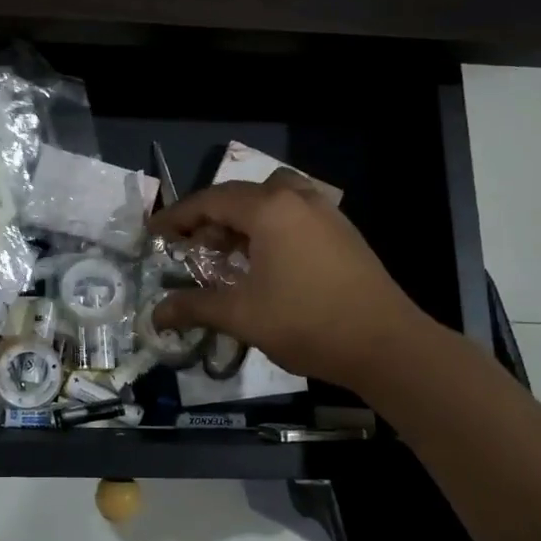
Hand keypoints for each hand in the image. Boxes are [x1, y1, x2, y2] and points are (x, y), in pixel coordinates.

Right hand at [150, 170, 430, 390]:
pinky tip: (266, 263)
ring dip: (243, 219)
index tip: (154, 232)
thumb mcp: (242, 315)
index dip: (177, 216)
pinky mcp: (342, 231)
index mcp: (269, 209)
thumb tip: (155, 315)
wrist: (387, 345)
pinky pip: (294, 213)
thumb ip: (194, 307)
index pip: (210, 201)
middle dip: (209, 218)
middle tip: (191, 249)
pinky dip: (270, 226)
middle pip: (240, 195)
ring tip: (229, 253)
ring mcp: (325, 212)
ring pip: (271, 199)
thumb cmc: (307, 323)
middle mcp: (297, 199)